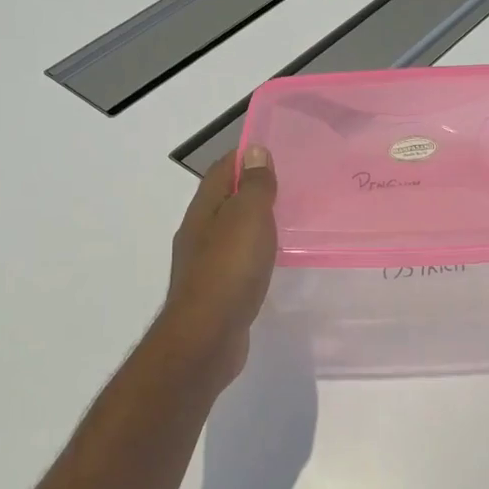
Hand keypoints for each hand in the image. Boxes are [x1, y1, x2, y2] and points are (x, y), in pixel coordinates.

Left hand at [159, 145, 278, 383]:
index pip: (222, 169)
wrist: (206, 338)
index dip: (246, 157)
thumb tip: (254, 150)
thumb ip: (254, 185)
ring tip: (288, 220)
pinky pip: (236, 260)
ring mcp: (204, 264)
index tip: (277, 153)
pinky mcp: (215, 292)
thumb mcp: (248, 217)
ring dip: (254, 222)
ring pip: (231, 231)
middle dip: (252, 189)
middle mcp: (199, 232)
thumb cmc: (229, 270)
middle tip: (290, 186)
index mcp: (204, 209)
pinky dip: (254, 252)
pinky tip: (272, 260)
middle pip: (225, 199)